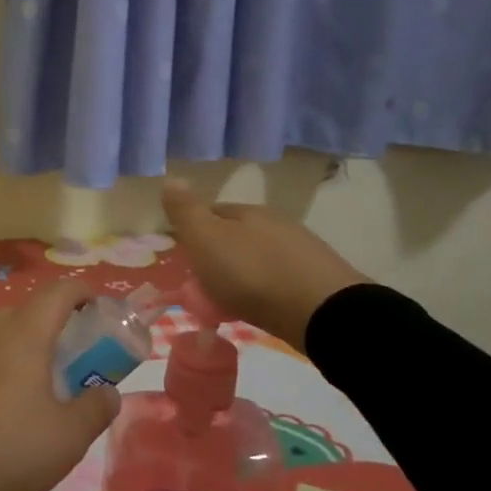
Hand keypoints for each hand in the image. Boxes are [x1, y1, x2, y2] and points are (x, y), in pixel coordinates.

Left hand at [0, 279, 121, 490]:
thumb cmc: (9, 447)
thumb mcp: (69, 437)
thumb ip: (96, 408)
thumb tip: (107, 392)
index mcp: (25, 334)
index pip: (59, 292)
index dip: (84, 293)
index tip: (100, 310)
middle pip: (28, 312)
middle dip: (55, 327)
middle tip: (74, 361)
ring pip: (0, 335)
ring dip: (24, 349)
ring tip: (38, 387)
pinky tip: (0, 406)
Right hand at [162, 180, 369, 350]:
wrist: (320, 312)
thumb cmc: (251, 273)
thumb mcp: (206, 240)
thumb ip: (186, 212)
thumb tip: (171, 179)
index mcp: (248, 212)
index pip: (212, 212)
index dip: (193, 231)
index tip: (182, 255)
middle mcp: (276, 224)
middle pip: (236, 235)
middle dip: (218, 254)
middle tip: (201, 282)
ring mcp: (301, 251)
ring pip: (258, 257)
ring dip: (242, 273)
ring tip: (228, 299)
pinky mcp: (317, 281)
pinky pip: (278, 280)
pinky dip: (263, 289)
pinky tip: (259, 305)